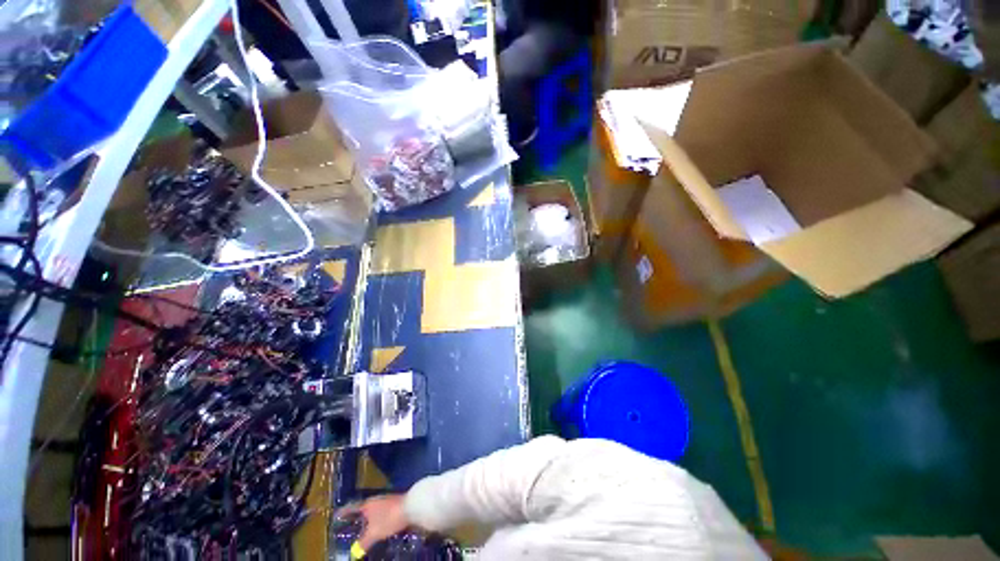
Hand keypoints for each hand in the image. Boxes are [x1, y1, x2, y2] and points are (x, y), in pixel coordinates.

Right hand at [336, 494, 410, 553]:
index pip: (352, 508)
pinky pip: (381, 512)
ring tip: (363, 528)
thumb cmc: (389, 518)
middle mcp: (375, 500)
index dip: (344, 512)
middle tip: (349, 525)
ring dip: (368, 518)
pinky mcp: (395, 503)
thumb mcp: (374, 533)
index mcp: (367, 504)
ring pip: (373, 510)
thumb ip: (363, 542)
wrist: (412, 506)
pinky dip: (377, 518)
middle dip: (357, 517)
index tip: (336, 515)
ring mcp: (386, 500)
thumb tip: (354, 553)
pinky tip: (378, 525)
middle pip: (363, 508)